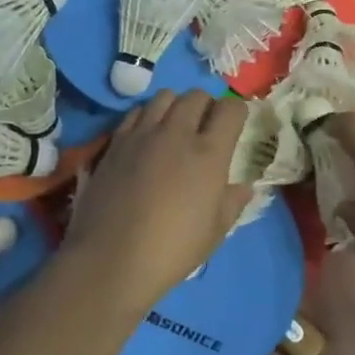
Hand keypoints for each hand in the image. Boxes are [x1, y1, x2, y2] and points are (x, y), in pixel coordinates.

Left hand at [65, 90, 251, 308]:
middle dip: (207, 105)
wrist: (110, 259)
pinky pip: (136, 112)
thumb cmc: (171, 250)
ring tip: (175, 127)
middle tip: (206, 127)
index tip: (235, 126)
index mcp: (209, 153)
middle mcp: (177, 133)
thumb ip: (232, 202)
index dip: (237, 112)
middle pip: (197, 95)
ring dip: (176, 106)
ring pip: (164, 96)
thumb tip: (244, 186)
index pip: (230, 109)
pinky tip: (146, 137)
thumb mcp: (214, 233)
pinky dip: (147, 116)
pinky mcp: (115, 142)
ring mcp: (142, 134)